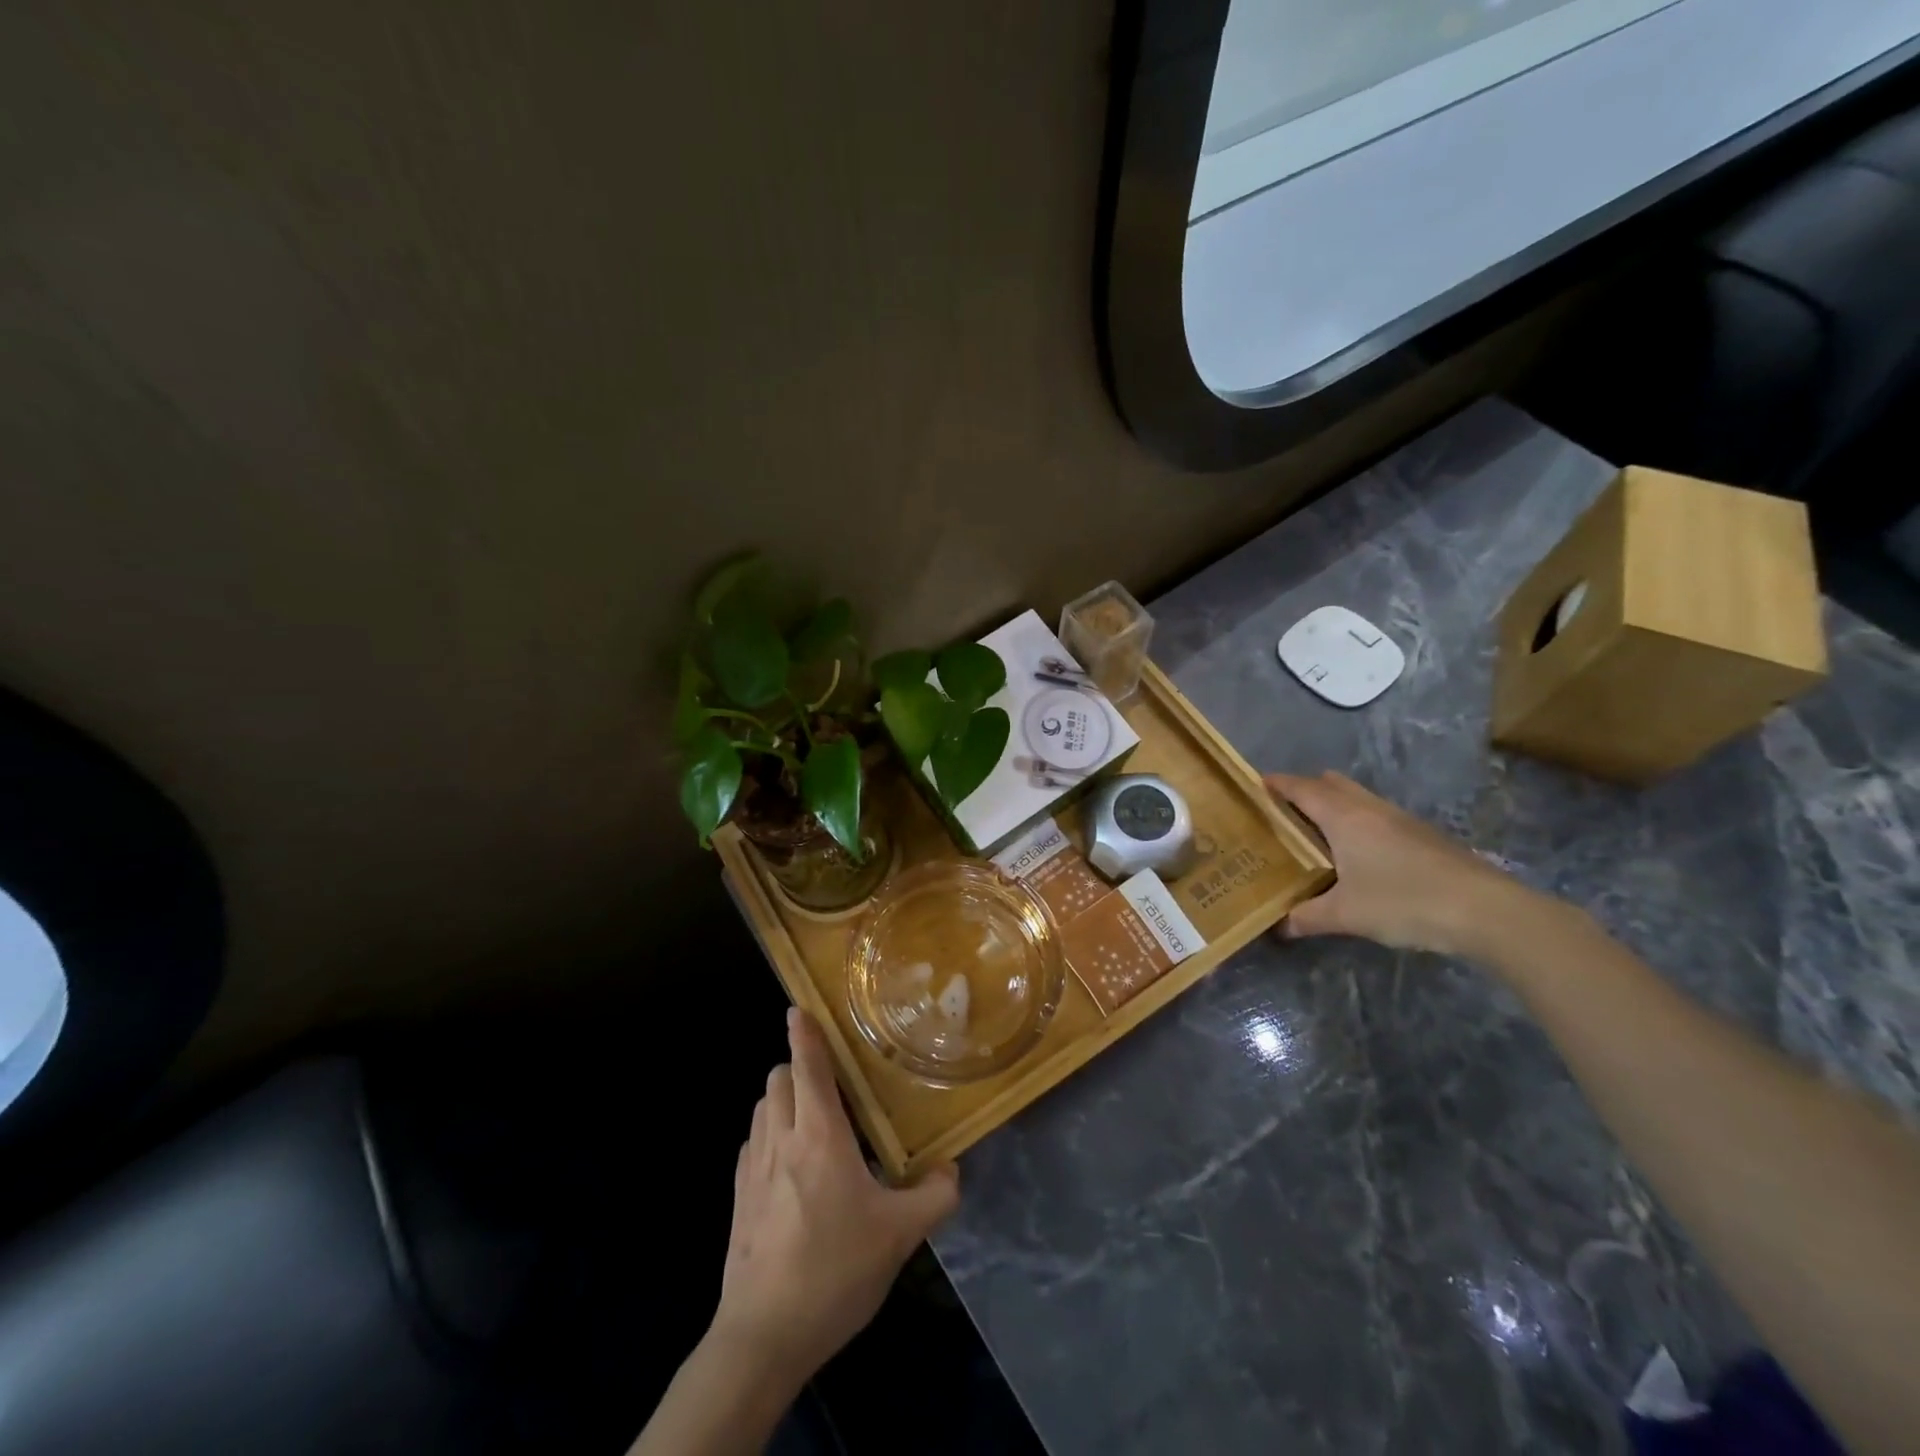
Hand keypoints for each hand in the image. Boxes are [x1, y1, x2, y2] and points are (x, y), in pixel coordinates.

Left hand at [710, 1007, 959, 1390]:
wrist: (762, 1337)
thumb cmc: (834, 1272)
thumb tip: (952, 1169)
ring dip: (783, 1099)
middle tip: (832, 1085)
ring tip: (813, 1122)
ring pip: (762, 1107)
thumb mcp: (899, 1236)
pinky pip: (752, 1142)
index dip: (804, 1033)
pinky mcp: (737, 1197)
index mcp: (819, 1136)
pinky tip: (790, 1167)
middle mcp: (781, 1139)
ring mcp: (752, 1168)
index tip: (799, 1007)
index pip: (807, 1067)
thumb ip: (934, 1196)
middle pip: (778, 1078)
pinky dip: (769, 1133)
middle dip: (799, 1068)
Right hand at [1265, 770, 1525, 956]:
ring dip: (1334, 806)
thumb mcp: (1346, 915)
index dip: (1276, 784)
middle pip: (1330, 784)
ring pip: (1358, 798)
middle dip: (1305, 790)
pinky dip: (1358, 823)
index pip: (1301, 788)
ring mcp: (1401, 820)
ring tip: (1316, 834)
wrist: (1487, 911)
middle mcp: (1370, 808)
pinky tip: (1358, 855)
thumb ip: (1307, 917)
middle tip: (1283, 814)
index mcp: (1344, 816)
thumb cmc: (1405, 901)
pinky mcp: (1423, 836)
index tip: (1255, 786)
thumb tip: (1278, 926)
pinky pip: (1377, 816)